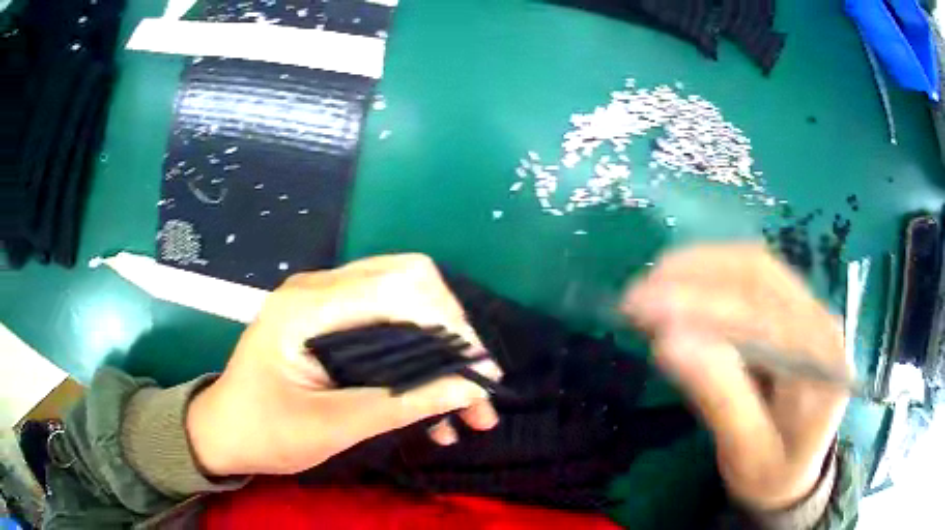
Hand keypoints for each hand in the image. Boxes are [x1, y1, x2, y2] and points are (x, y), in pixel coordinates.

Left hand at [186, 254, 500, 476]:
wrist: (224, 431)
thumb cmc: (265, 431)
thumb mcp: (332, 427)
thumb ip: (401, 405)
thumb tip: (469, 389)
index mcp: (307, 306)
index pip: (399, 285)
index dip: (448, 324)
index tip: (477, 375)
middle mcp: (318, 288)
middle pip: (408, 282)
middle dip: (452, 335)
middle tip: (474, 389)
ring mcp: (324, 301)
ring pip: (403, 302)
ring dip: (440, 350)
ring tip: (466, 406)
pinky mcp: (331, 320)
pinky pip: (387, 322)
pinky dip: (417, 357)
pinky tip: (432, 403)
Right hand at [622, 244, 849, 510]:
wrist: (797, 471)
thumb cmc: (772, 473)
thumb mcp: (745, 453)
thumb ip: (719, 398)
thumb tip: (669, 343)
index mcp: (822, 364)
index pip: (762, 316)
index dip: (701, 305)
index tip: (642, 310)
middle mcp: (822, 322)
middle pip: (759, 275)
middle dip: (693, 276)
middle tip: (635, 295)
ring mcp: (810, 308)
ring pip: (753, 266)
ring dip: (699, 269)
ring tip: (650, 285)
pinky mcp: (794, 307)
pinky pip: (752, 276)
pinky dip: (711, 275)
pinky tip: (680, 285)